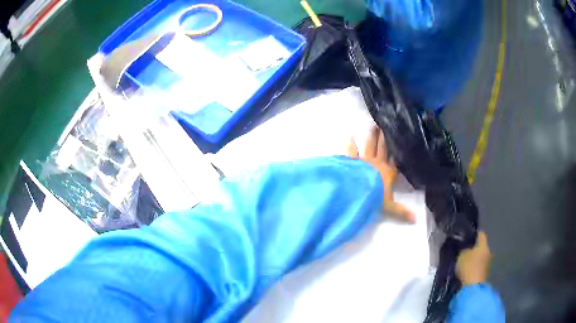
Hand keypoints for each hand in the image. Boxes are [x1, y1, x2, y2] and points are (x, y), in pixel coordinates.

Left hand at [348, 126, 414, 222]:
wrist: (358, 192)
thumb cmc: (375, 197)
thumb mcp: (389, 207)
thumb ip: (402, 212)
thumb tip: (416, 220)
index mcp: (388, 172)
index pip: (395, 160)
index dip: (397, 150)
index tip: (399, 139)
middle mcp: (378, 163)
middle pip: (383, 149)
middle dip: (384, 138)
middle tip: (384, 126)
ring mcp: (365, 161)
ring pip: (370, 146)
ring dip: (371, 137)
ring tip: (373, 126)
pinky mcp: (353, 161)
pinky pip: (352, 152)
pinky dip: (351, 145)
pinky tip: (350, 136)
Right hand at [456, 231, 491, 285]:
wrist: (473, 286)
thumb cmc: (468, 266)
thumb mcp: (461, 255)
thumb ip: (463, 250)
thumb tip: (464, 247)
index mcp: (483, 244)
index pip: (481, 234)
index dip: (474, 234)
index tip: (467, 236)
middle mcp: (488, 251)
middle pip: (481, 247)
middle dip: (474, 248)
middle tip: (464, 250)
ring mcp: (487, 263)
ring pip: (480, 257)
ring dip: (474, 258)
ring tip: (465, 262)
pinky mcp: (484, 273)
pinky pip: (479, 266)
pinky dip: (474, 267)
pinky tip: (467, 270)